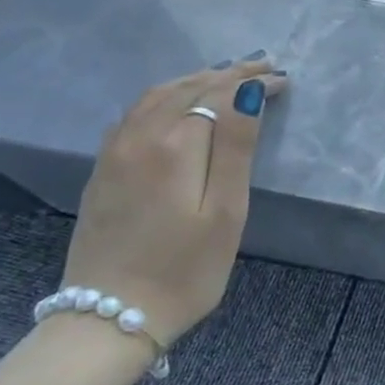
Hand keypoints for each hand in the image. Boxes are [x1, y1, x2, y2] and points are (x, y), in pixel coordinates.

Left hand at [60, 56, 284, 347]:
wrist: (107, 319)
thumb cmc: (185, 269)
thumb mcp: (225, 211)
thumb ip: (235, 147)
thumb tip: (247, 91)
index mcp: (174, 145)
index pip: (219, 94)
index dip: (252, 82)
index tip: (282, 79)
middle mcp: (139, 137)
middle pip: (187, 88)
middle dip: (227, 73)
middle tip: (263, 64)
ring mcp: (114, 152)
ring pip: (157, 95)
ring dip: (196, 79)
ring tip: (227, 75)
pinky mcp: (102, 170)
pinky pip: (136, 112)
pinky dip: (167, 95)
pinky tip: (179, 102)